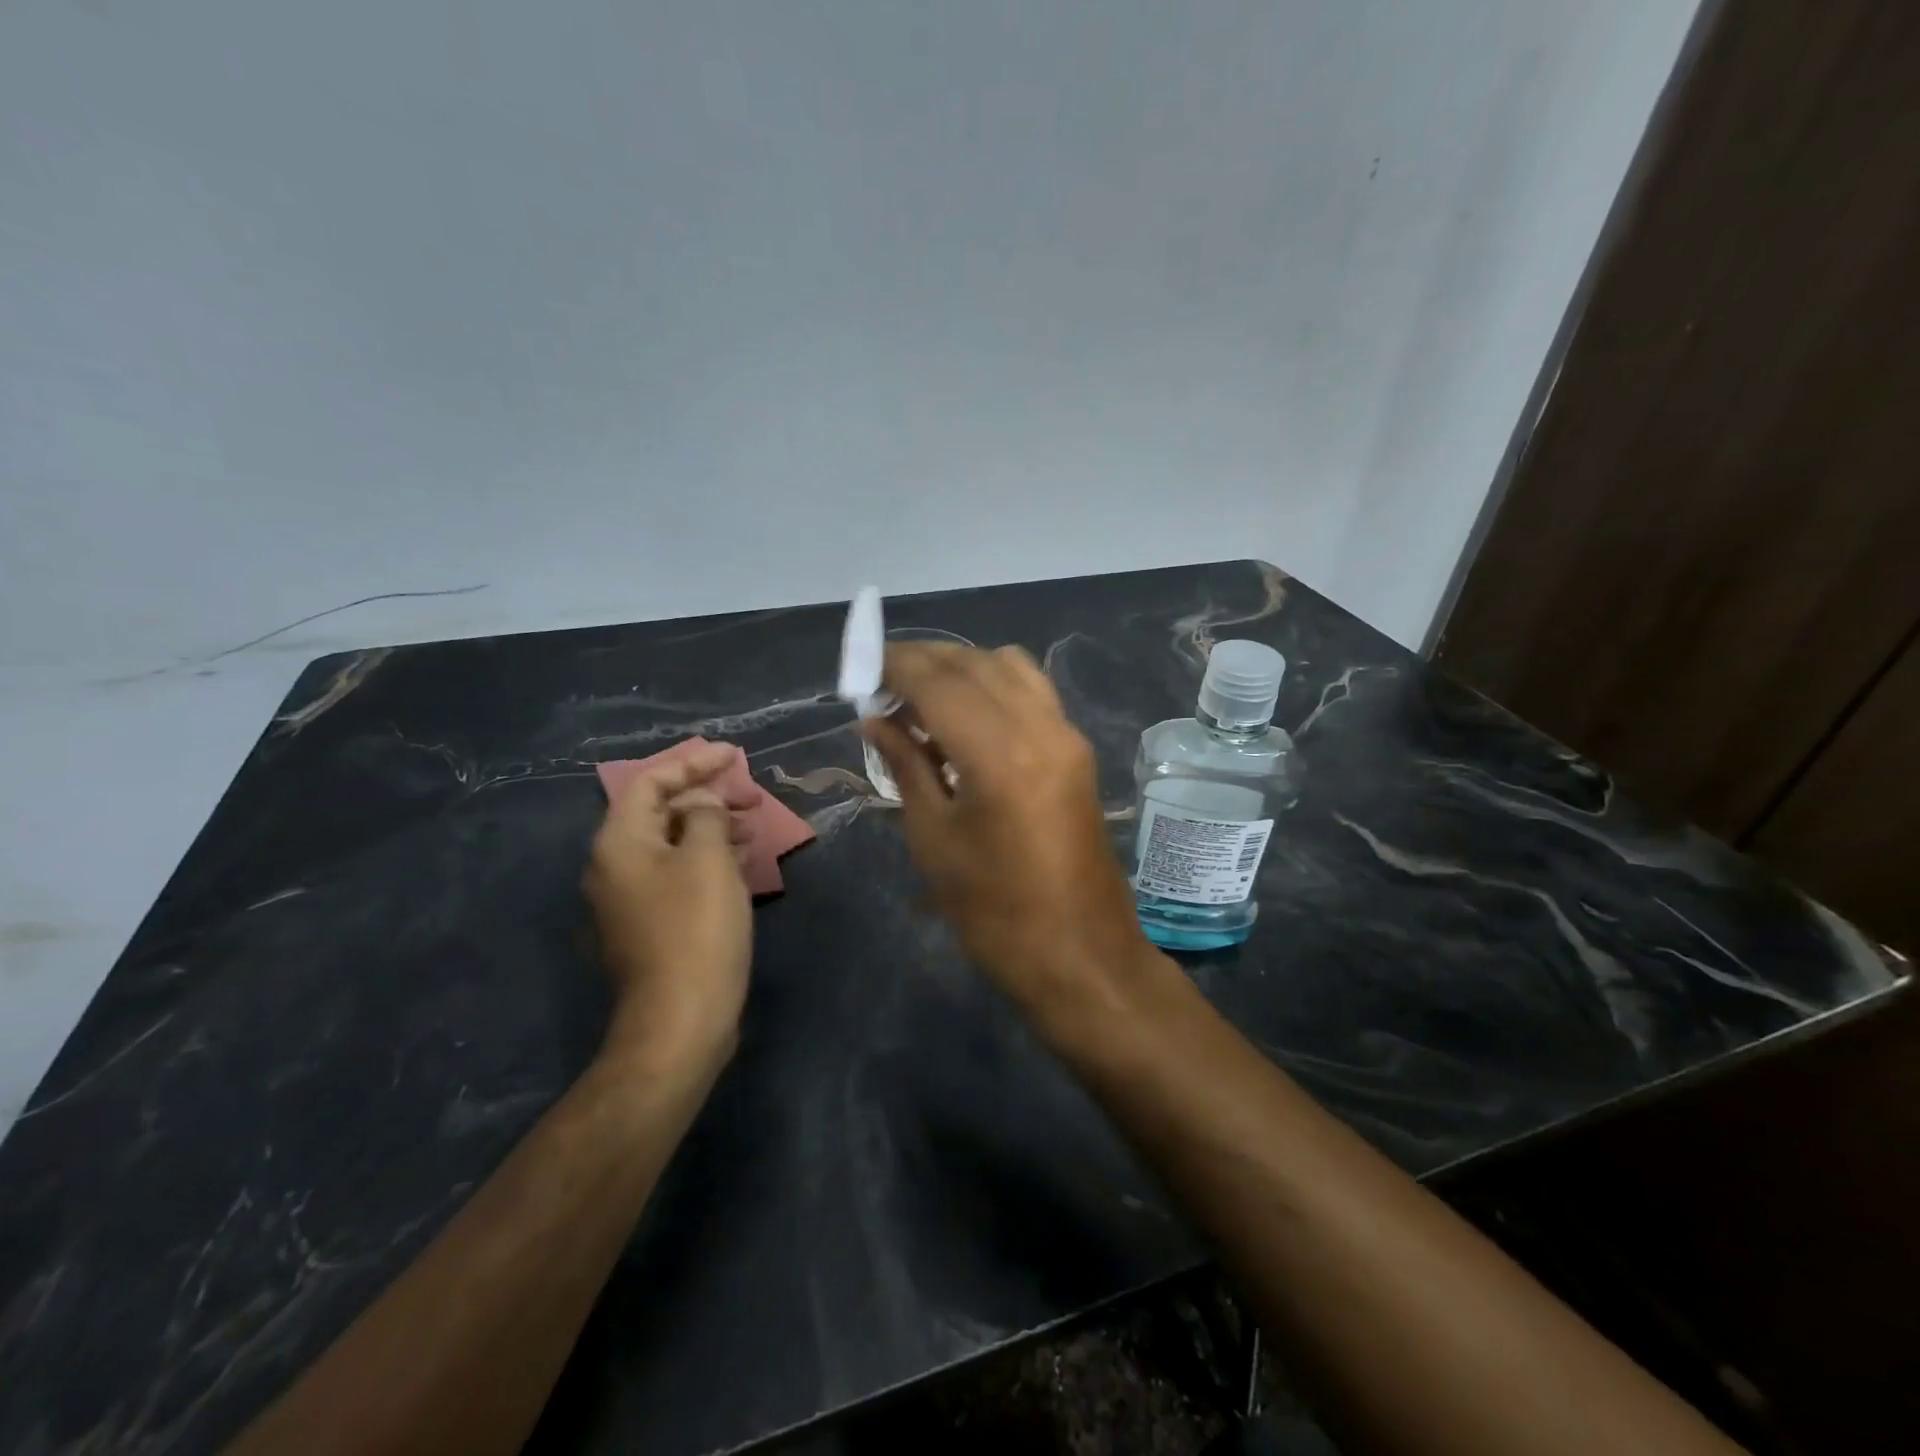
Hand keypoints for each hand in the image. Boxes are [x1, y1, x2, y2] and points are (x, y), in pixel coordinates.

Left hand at [585, 741, 753, 1076]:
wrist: (680, 1017)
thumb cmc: (695, 928)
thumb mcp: (707, 858)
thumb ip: (704, 815)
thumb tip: (701, 804)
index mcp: (620, 843)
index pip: (650, 781)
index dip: (693, 763)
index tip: (735, 755)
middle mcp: (615, 866)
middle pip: (659, 811)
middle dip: (707, 795)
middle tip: (751, 794)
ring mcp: (631, 898)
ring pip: (672, 843)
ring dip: (712, 826)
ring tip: (754, 826)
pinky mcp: (651, 924)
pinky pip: (678, 872)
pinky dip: (708, 857)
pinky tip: (740, 861)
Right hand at [865, 644, 1153, 1016]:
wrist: (1081, 954)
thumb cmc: (994, 911)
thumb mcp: (935, 839)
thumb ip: (906, 766)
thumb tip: (876, 721)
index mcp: (999, 753)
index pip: (939, 681)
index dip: (896, 665)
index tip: (862, 668)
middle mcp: (1040, 727)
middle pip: (975, 663)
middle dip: (924, 661)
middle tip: (883, 683)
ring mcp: (1067, 735)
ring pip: (1009, 667)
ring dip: (962, 668)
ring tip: (923, 700)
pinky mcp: (1078, 750)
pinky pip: (1033, 692)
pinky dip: (994, 686)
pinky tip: (967, 719)